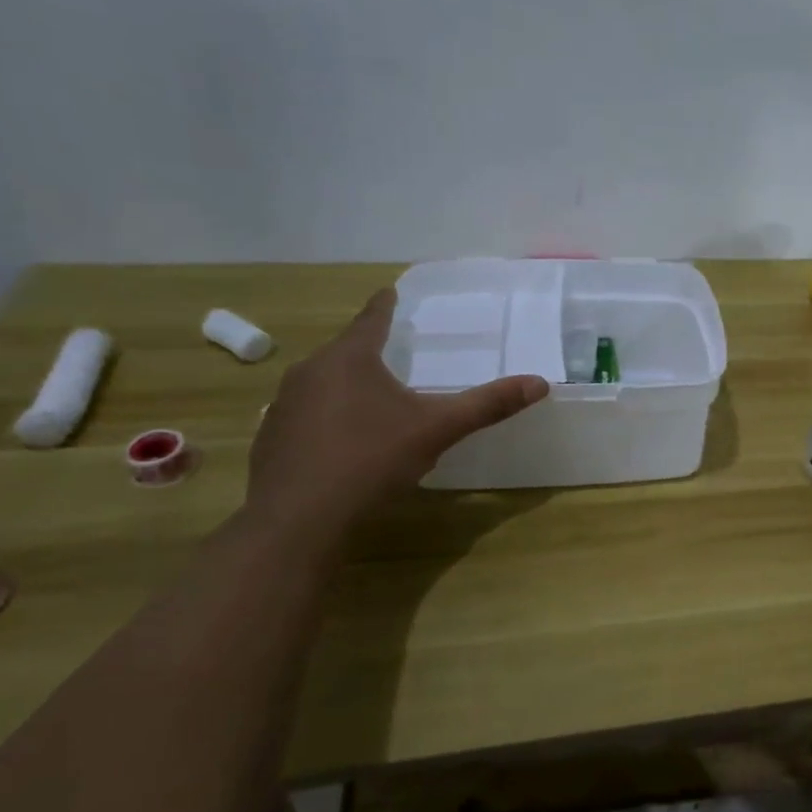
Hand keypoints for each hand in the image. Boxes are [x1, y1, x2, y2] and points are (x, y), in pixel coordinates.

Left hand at [247, 287, 548, 538]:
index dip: (385, 305)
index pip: (370, 320)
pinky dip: (328, 416)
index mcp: (349, 359)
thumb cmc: (371, 459)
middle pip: (345, 351)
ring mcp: (284, 406)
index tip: (390, 292)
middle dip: (368, 349)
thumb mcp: (438, 429)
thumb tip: (539, 383)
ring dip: (347, 384)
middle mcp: (309, 372)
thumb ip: (487, 405)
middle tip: (393, 349)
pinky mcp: (272, 439)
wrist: (299, 520)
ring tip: (372, 395)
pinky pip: (307, 414)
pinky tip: (344, 440)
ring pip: (323, 383)